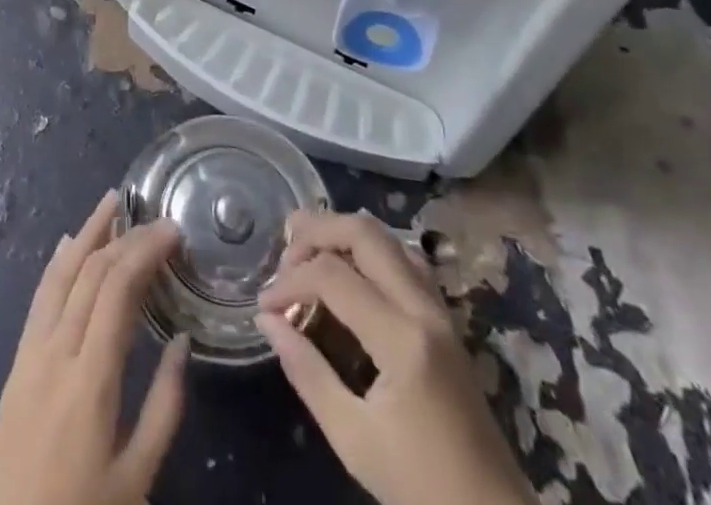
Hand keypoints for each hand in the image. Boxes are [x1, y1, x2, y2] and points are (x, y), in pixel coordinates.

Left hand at [0, 190, 189, 504]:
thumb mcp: (136, 477)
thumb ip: (164, 407)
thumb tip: (183, 341)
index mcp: (90, 380)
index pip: (117, 290)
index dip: (144, 251)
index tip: (172, 230)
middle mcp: (56, 353)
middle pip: (90, 274)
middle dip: (124, 237)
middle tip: (155, 218)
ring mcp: (30, 354)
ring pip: (59, 276)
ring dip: (86, 234)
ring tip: (111, 202)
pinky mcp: (17, 362)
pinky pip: (40, 298)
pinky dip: (58, 264)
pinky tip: (70, 244)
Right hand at [257, 210, 535, 504]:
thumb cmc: (419, 487)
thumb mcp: (352, 438)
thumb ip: (307, 372)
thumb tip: (267, 320)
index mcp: (402, 340)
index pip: (332, 276)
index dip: (290, 281)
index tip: (265, 305)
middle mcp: (423, 309)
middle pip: (364, 233)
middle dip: (316, 231)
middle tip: (284, 254)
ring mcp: (440, 310)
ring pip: (387, 237)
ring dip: (343, 233)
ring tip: (309, 252)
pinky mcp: (445, 319)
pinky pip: (405, 259)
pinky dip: (369, 249)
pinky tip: (349, 269)